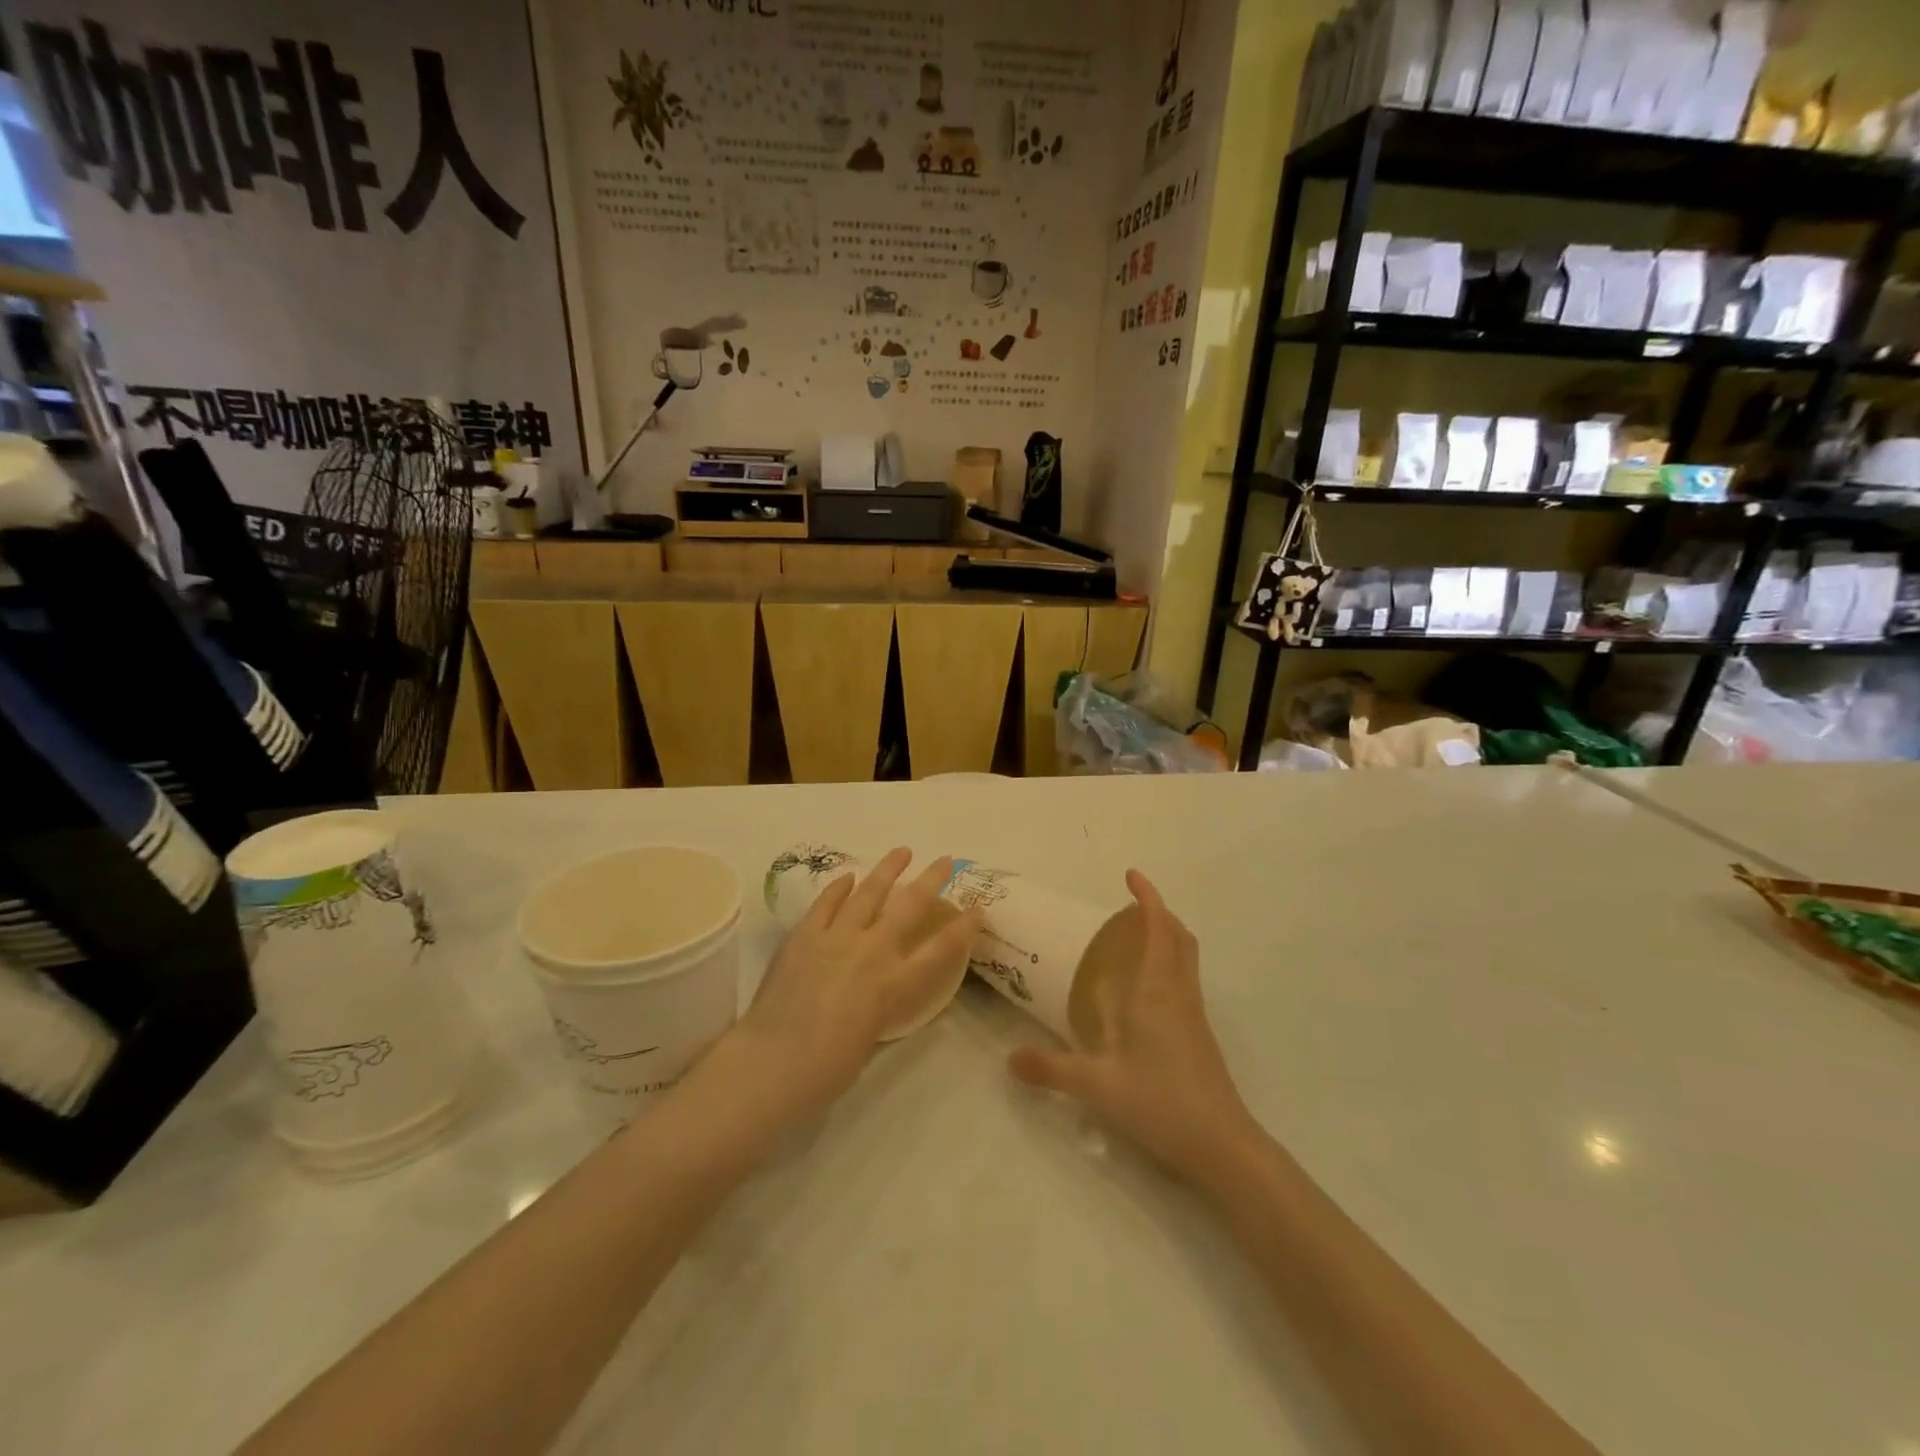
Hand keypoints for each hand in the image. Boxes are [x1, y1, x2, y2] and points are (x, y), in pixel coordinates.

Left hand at [725, 848, 982, 1122]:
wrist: (773, 1062)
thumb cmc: (827, 1070)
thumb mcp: (871, 1039)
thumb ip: (879, 1007)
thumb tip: (876, 993)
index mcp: (895, 985)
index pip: (941, 949)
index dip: (964, 927)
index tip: (978, 908)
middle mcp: (873, 952)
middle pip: (910, 906)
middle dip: (932, 879)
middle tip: (945, 860)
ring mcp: (837, 938)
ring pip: (869, 892)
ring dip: (888, 869)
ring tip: (901, 851)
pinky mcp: (805, 935)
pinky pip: (826, 903)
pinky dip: (839, 888)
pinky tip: (848, 877)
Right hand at [1008, 870, 1260, 1187]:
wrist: (1222, 1146)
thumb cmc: (1160, 1103)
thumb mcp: (1096, 1086)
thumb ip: (1050, 1069)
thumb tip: (1009, 1058)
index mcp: (1156, 991)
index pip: (1158, 928)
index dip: (1148, 897)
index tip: (1131, 875)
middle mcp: (1179, 993)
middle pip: (1180, 936)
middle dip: (1159, 912)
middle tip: (1130, 906)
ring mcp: (1194, 1014)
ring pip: (1186, 959)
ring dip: (1167, 937)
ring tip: (1134, 941)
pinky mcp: (1200, 1035)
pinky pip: (1185, 981)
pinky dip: (1168, 965)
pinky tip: (1143, 994)